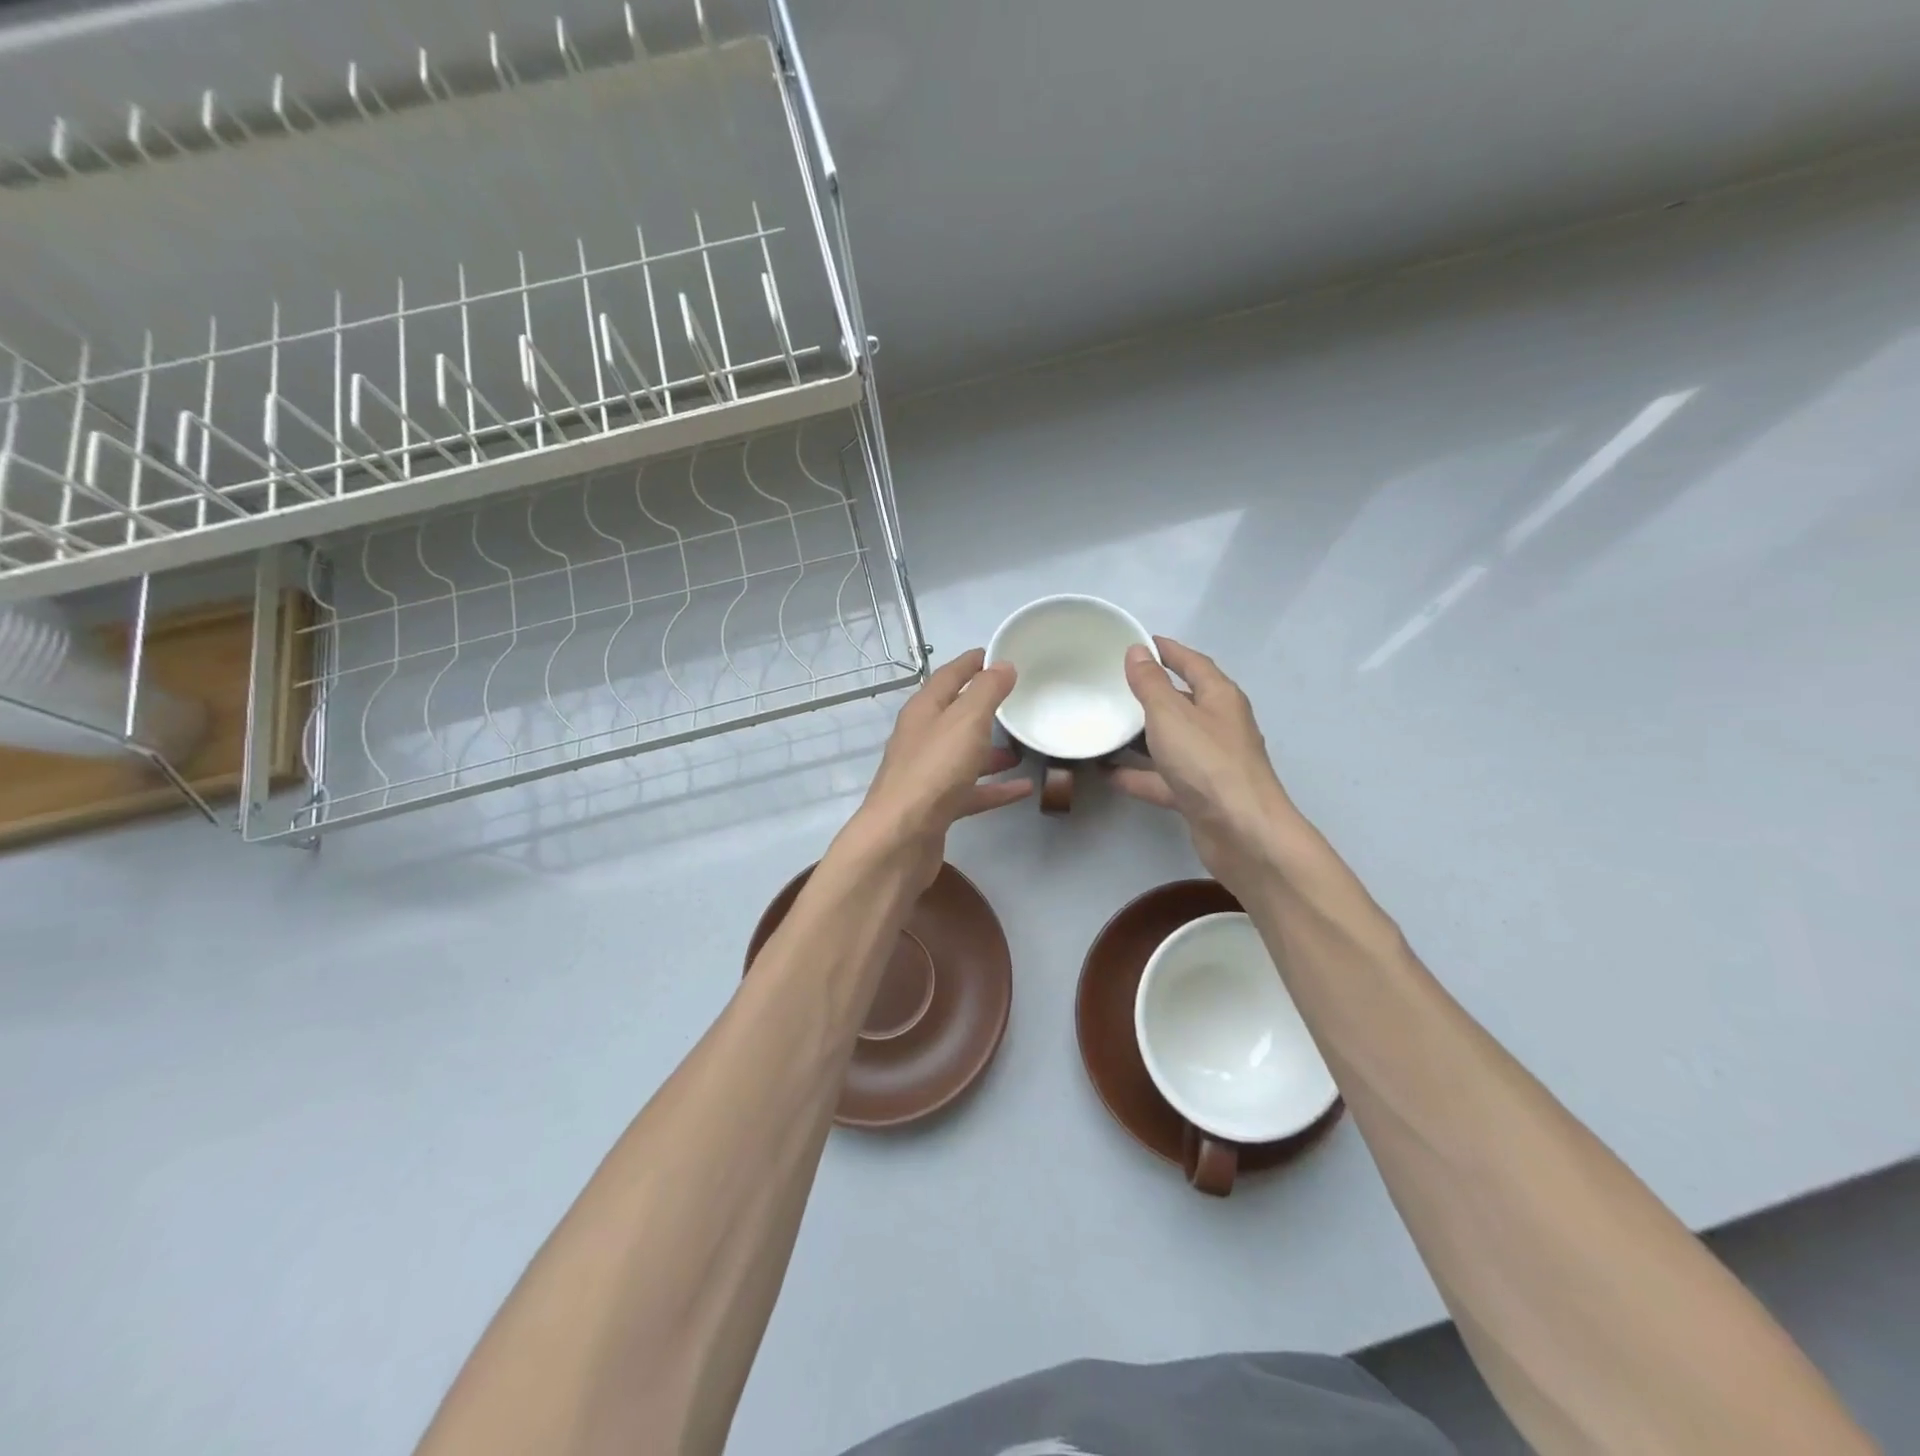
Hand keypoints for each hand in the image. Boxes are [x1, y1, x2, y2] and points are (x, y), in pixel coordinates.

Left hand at [846, 649, 1030, 889]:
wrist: (902, 838)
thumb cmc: (934, 771)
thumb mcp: (966, 721)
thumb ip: (987, 692)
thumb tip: (1003, 665)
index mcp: (923, 711)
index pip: (948, 677)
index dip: (970, 663)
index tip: (994, 654)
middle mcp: (921, 739)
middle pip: (954, 716)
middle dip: (982, 707)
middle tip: (1015, 699)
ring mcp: (927, 775)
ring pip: (964, 755)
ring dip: (991, 750)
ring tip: (1023, 747)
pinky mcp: (937, 807)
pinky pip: (972, 791)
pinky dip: (995, 788)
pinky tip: (1023, 789)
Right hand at [1111, 637, 1297, 888]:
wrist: (1242, 832)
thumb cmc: (1208, 763)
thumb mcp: (1171, 715)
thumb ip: (1150, 684)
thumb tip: (1137, 652)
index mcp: (1219, 698)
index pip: (1192, 663)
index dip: (1168, 650)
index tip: (1139, 642)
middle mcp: (1218, 726)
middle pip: (1181, 702)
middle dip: (1149, 693)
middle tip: (1111, 685)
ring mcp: (1209, 763)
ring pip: (1169, 742)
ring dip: (1139, 736)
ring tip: (1103, 726)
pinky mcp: (1198, 794)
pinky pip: (1161, 777)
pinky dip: (1137, 774)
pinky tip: (1107, 773)